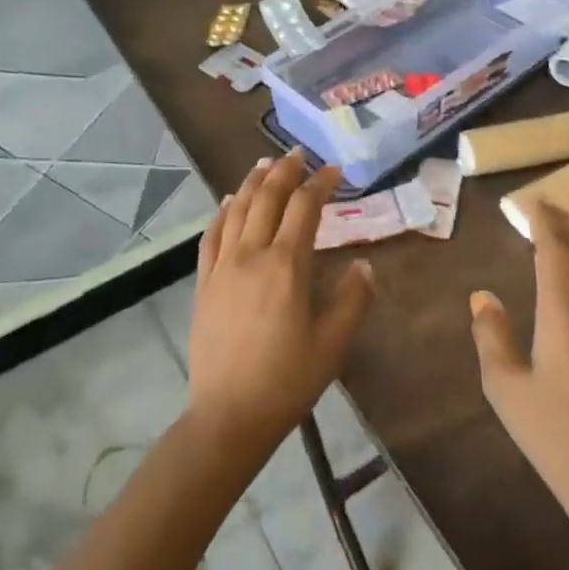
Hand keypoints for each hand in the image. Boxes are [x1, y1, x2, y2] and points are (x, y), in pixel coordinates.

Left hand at [185, 153, 374, 454]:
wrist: (228, 415)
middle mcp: (252, 254)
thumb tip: (364, 265)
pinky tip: (229, 202)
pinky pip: (212, 234)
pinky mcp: (204, 282)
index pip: (305, 208)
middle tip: (298, 154)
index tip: (334, 171)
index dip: (320, 184)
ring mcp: (223, 266)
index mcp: (287, 265)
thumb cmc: (287, 380)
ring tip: (265, 163)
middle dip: (285, 171)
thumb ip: (352, 299)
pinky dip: (223, 211)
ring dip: (254, 182)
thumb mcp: (333, 344)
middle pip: (268, 198)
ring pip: (238, 209)